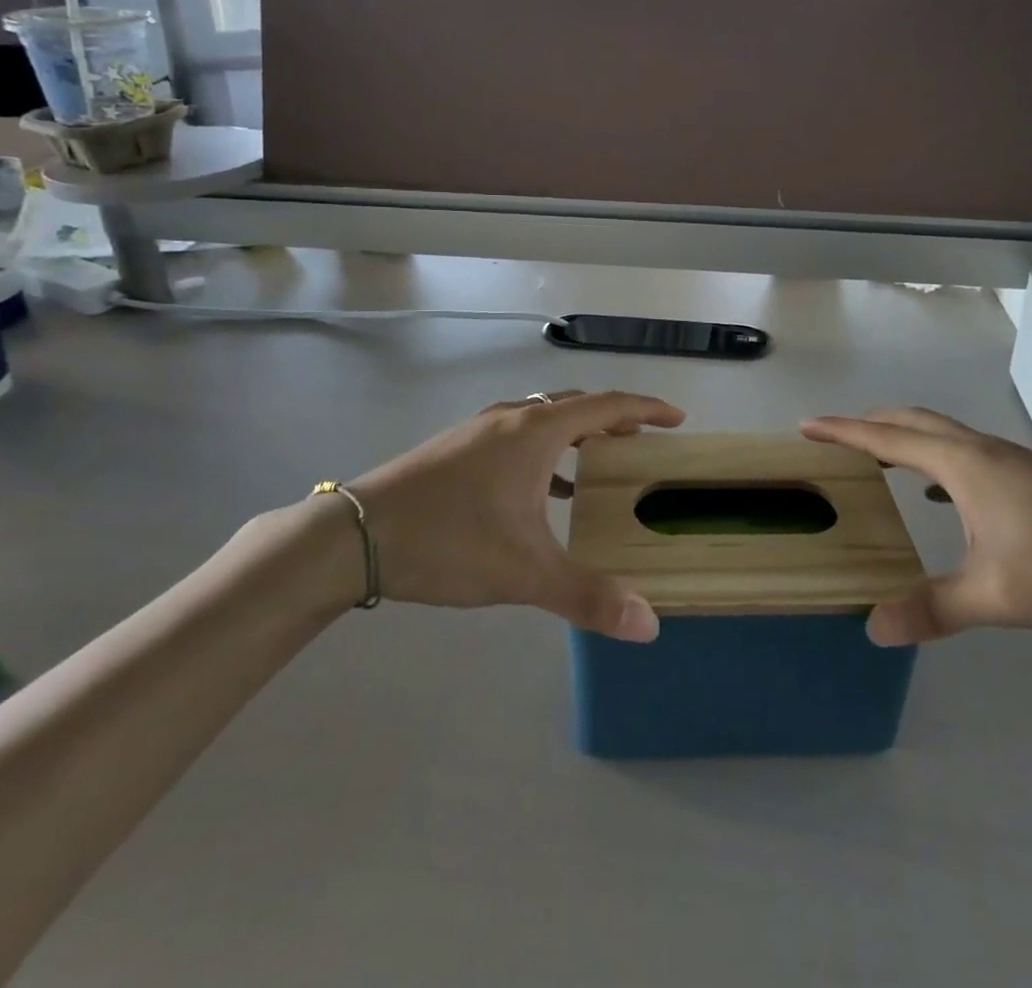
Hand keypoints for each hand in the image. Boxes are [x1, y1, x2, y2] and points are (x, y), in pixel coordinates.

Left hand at [342, 390, 684, 641]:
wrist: (354, 535)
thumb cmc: (449, 541)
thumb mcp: (524, 571)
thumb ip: (588, 597)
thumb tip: (648, 625)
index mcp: (537, 432)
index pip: (608, 405)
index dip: (647, 409)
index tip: (677, 418)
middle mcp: (511, 420)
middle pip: (576, 405)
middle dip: (614, 420)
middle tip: (643, 442)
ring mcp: (478, 431)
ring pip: (543, 419)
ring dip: (577, 435)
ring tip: (598, 465)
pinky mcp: (455, 448)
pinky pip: (517, 437)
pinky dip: (544, 453)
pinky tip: (541, 493)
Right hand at [801, 408, 1031, 645]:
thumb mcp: (997, 595)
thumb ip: (933, 609)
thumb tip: (873, 628)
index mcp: (964, 464)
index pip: (887, 437)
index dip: (843, 430)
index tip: (806, 425)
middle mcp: (983, 450)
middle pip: (914, 421)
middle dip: (871, 424)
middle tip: (836, 438)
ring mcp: (1012, 461)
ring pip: (943, 435)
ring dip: (905, 438)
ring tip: (879, 459)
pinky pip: (966, 453)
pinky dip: (936, 460)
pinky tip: (942, 498)